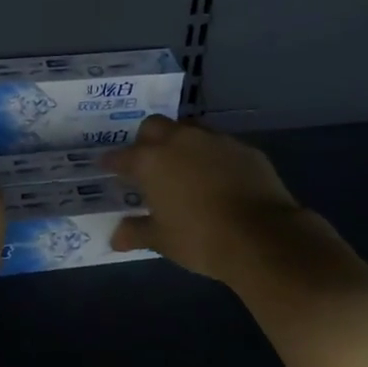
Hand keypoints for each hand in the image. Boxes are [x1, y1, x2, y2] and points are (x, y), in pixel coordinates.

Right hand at [103, 117, 341, 286]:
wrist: (262, 236)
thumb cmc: (200, 238)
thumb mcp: (162, 240)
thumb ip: (136, 232)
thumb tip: (115, 237)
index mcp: (152, 161)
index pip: (121, 156)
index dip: (111, 162)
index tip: (105, 166)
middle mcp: (180, 141)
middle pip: (154, 126)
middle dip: (146, 140)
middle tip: (147, 162)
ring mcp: (215, 140)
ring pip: (189, 130)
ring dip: (181, 143)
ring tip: (183, 166)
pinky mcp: (244, 148)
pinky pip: (220, 145)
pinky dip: (212, 156)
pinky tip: (217, 177)